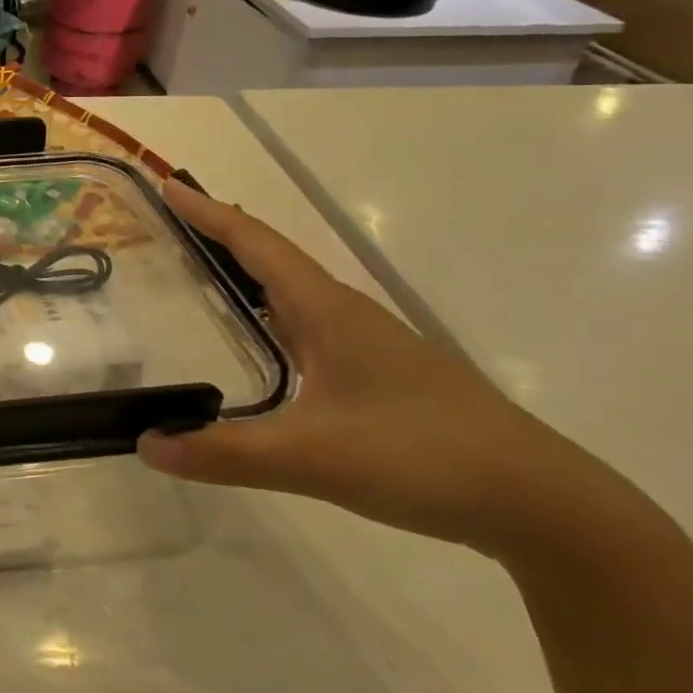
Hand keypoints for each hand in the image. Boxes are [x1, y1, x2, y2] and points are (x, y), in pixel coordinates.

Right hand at [140, 181, 598, 556]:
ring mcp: (369, 345)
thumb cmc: (423, 458)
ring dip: (248, 271)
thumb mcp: (313, 458)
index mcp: (326, 311)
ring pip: (294, 291)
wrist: (547, 507)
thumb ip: (225, 452)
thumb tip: (146, 444)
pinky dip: (271, 311)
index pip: (255, 245)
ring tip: (204, 269)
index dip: (208, 213)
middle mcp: (345, 314)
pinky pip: (308, 324)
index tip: (168, 186)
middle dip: (222, 234)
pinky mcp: (383, 376)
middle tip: (173, 222)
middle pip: (273, 257)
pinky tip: (263, 339)